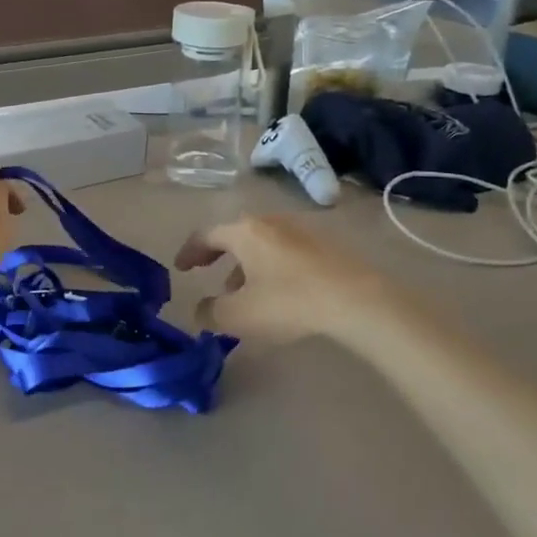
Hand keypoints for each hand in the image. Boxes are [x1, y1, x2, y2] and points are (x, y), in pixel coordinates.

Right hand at [174, 215, 405, 347]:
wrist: (356, 299)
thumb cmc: (289, 302)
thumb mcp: (240, 315)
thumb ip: (211, 312)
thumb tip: (201, 310)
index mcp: (244, 232)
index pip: (206, 235)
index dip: (189, 252)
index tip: (180, 268)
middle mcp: (269, 221)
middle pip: (235, 235)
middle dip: (219, 257)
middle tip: (208, 274)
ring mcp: (299, 230)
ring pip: (261, 244)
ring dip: (245, 265)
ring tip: (243, 292)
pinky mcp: (323, 244)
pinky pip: (283, 251)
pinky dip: (269, 266)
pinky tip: (277, 292)